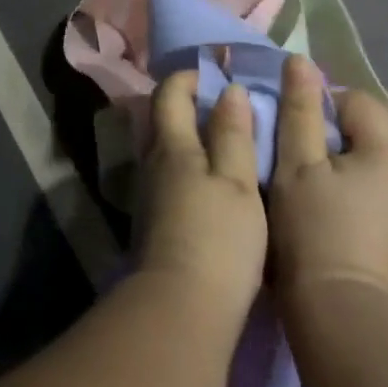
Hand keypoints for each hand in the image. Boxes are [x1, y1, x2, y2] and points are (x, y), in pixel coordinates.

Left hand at [134, 72, 268, 325]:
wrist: (181, 310)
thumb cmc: (217, 238)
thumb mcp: (238, 182)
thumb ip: (233, 134)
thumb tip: (229, 90)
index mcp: (172, 145)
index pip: (169, 92)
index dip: (191, 77)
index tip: (220, 76)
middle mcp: (152, 162)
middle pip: (163, 118)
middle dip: (190, 104)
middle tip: (229, 108)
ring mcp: (150, 194)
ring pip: (166, 149)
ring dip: (192, 137)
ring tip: (230, 146)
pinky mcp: (155, 222)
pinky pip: (170, 176)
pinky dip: (191, 166)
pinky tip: (216, 185)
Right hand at [269, 55, 387, 304]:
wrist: (342, 312)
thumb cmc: (312, 231)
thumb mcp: (295, 164)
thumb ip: (299, 109)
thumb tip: (301, 60)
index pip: (358, 99)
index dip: (324, 105)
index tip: (299, 130)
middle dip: (355, 115)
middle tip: (318, 137)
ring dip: (372, 138)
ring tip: (336, 158)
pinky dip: (385, 164)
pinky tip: (356, 185)